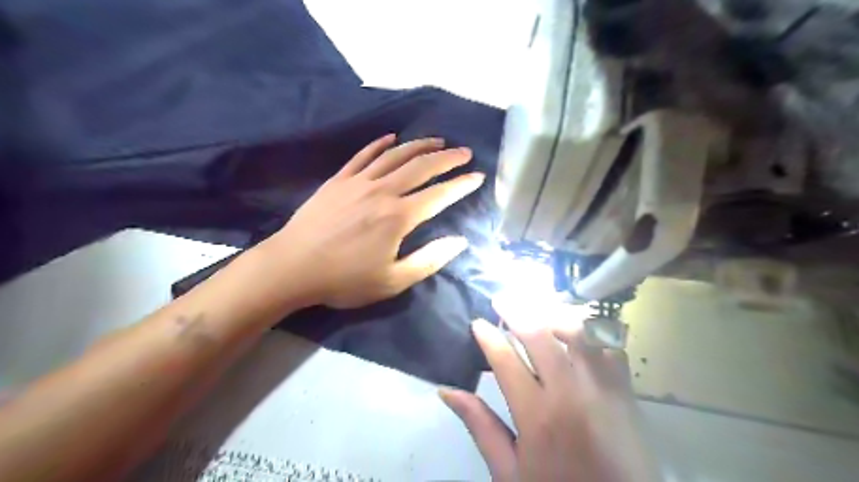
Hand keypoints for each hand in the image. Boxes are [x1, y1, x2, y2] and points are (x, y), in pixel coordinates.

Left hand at [262, 134, 481, 308]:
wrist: (292, 267)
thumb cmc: (344, 280)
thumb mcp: (393, 281)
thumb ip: (429, 260)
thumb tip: (460, 241)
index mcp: (399, 217)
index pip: (439, 195)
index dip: (461, 185)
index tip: (478, 176)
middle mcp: (383, 191)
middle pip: (421, 167)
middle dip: (447, 158)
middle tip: (464, 152)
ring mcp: (358, 182)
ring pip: (395, 155)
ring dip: (419, 145)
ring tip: (438, 140)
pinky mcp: (338, 180)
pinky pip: (363, 155)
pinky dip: (380, 144)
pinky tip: (391, 138)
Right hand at [439, 316, 658, 481]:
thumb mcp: (509, 470)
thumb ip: (480, 426)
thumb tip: (447, 391)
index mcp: (536, 415)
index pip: (505, 359)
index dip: (488, 336)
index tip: (478, 323)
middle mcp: (569, 393)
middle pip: (539, 334)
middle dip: (515, 310)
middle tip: (501, 300)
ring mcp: (601, 387)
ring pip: (576, 330)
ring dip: (551, 313)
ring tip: (534, 310)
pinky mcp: (625, 389)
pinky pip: (608, 344)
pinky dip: (589, 329)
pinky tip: (575, 328)